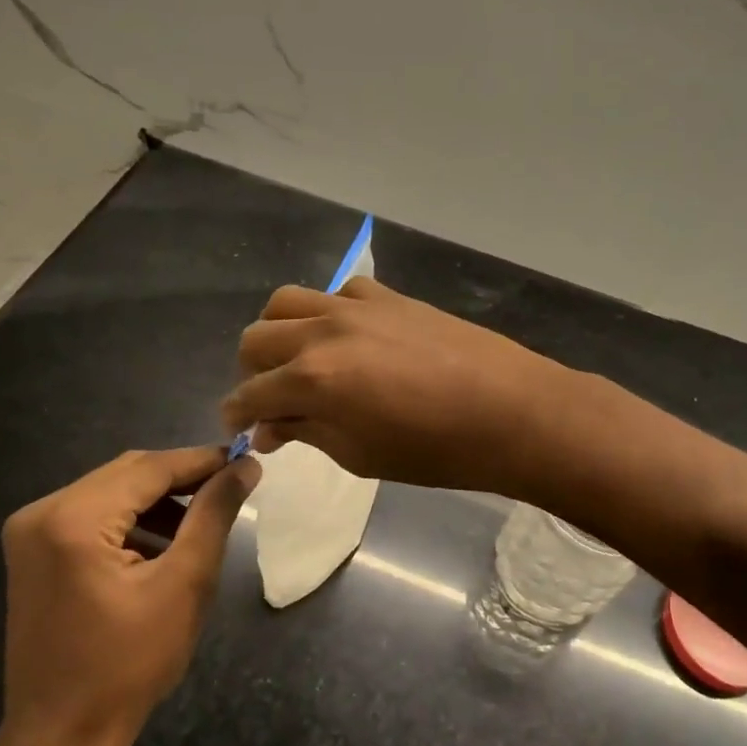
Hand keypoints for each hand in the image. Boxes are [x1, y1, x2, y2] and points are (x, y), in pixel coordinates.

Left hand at [0, 446, 258, 745]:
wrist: (60, 738)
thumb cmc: (128, 666)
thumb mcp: (185, 584)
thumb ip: (214, 514)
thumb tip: (245, 465)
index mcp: (73, 519)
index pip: (150, 468)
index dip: (202, 461)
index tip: (246, 460)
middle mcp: (42, 512)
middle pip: (128, 473)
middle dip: (182, 478)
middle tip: (232, 487)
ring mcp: (30, 532)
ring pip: (111, 491)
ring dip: (159, 499)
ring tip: (204, 518)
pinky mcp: (32, 552)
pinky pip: (92, 515)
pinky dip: (132, 519)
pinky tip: (164, 541)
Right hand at [223, 278, 570, 496]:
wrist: (510, 410)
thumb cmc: (436, 450)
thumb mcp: (361, 454)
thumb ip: (307, 432)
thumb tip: (269, 426)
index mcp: (312, 379)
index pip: (250, 393)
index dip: (236, 413)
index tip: (239, 426)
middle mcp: (323, 332)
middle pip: (256, 337)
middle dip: (251, 371)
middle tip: (272, 397)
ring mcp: (357, 306)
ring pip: (288, 301)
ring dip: (279, 332)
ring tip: (300, 359)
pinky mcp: (389, 296)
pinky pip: (339, 291)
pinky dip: (328, 313)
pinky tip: (349, 337)